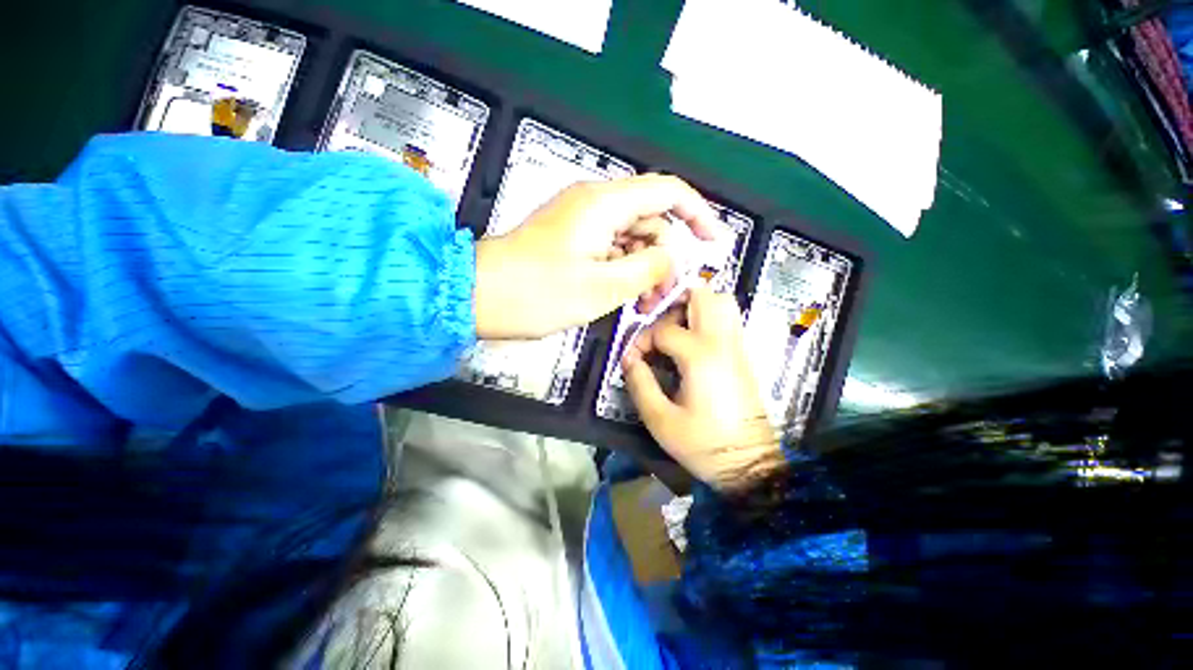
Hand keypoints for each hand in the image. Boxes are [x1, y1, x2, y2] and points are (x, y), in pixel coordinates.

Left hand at [473, 175, 717, 338]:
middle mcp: (594, 204)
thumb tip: (672, 258)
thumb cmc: (536, 293)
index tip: (713, 243)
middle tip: (662, 296)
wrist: (478, 297)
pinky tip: (621, 296)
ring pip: (631, 238)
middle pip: (650, 219)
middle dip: (664, 256)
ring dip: (643, 268)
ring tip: (640, 304)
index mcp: (603, 204)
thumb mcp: (603, 286)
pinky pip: (611, 249)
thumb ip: (649, 267)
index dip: (698, 214)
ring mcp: (580, 222)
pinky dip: (622, 271)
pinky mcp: (570, 240)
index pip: (668, 191)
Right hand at [623, 286, 782, 488]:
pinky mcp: (743, 356)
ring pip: (722, 302)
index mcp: (701, 356)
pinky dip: (707, 318)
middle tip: (657, 322)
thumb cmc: (704, 445)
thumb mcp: (661, 420)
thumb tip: (628, 359)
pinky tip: (691, 341)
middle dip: (674, 300)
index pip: (664, 330)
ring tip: (674, 327)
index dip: (642, 340)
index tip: (634, 360)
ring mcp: (737, 346)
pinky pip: (727, 320)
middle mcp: (722, 342)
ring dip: (694, 305)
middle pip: (703, 295)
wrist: (751, 466)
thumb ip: (640, 383)